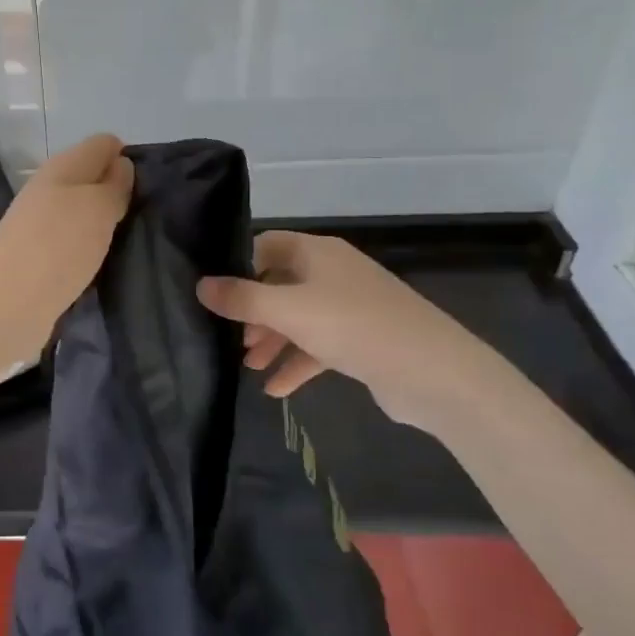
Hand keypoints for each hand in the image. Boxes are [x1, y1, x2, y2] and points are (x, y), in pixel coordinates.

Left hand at [0, 134, 133, 368]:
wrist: (6, 304)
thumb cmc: (58, 245)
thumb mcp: (98, 207)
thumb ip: (114, 185)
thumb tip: (121, 164)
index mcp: (63, 167)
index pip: (103, 144)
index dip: (127, 158)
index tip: (150, 187)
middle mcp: (49, 190)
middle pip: (90, 179)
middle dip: (118, 193)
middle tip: (146, 218)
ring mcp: (40, 225)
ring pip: (81, 213)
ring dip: (103, 225)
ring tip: (131, 243)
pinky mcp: (37, 259)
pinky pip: (72, 243)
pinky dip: (88, 250)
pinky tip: (104, 265)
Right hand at [196, 231, 524, 434]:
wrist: (433, 372)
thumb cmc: (354, 326)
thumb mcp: (289, 310)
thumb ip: (242, 299)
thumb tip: (201, 285)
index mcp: (316, 253)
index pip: (266, 246)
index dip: (238, 266)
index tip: (214, 293)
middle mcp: (332, 273)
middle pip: (279, 284)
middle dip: (253, 311)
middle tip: (228, 337)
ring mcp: (348, 307)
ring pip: (298, 318)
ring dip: (272, 340)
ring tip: (248, 366)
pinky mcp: (361, 340)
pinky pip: (318, 346)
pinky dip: (297, 363)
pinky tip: (275, 390)